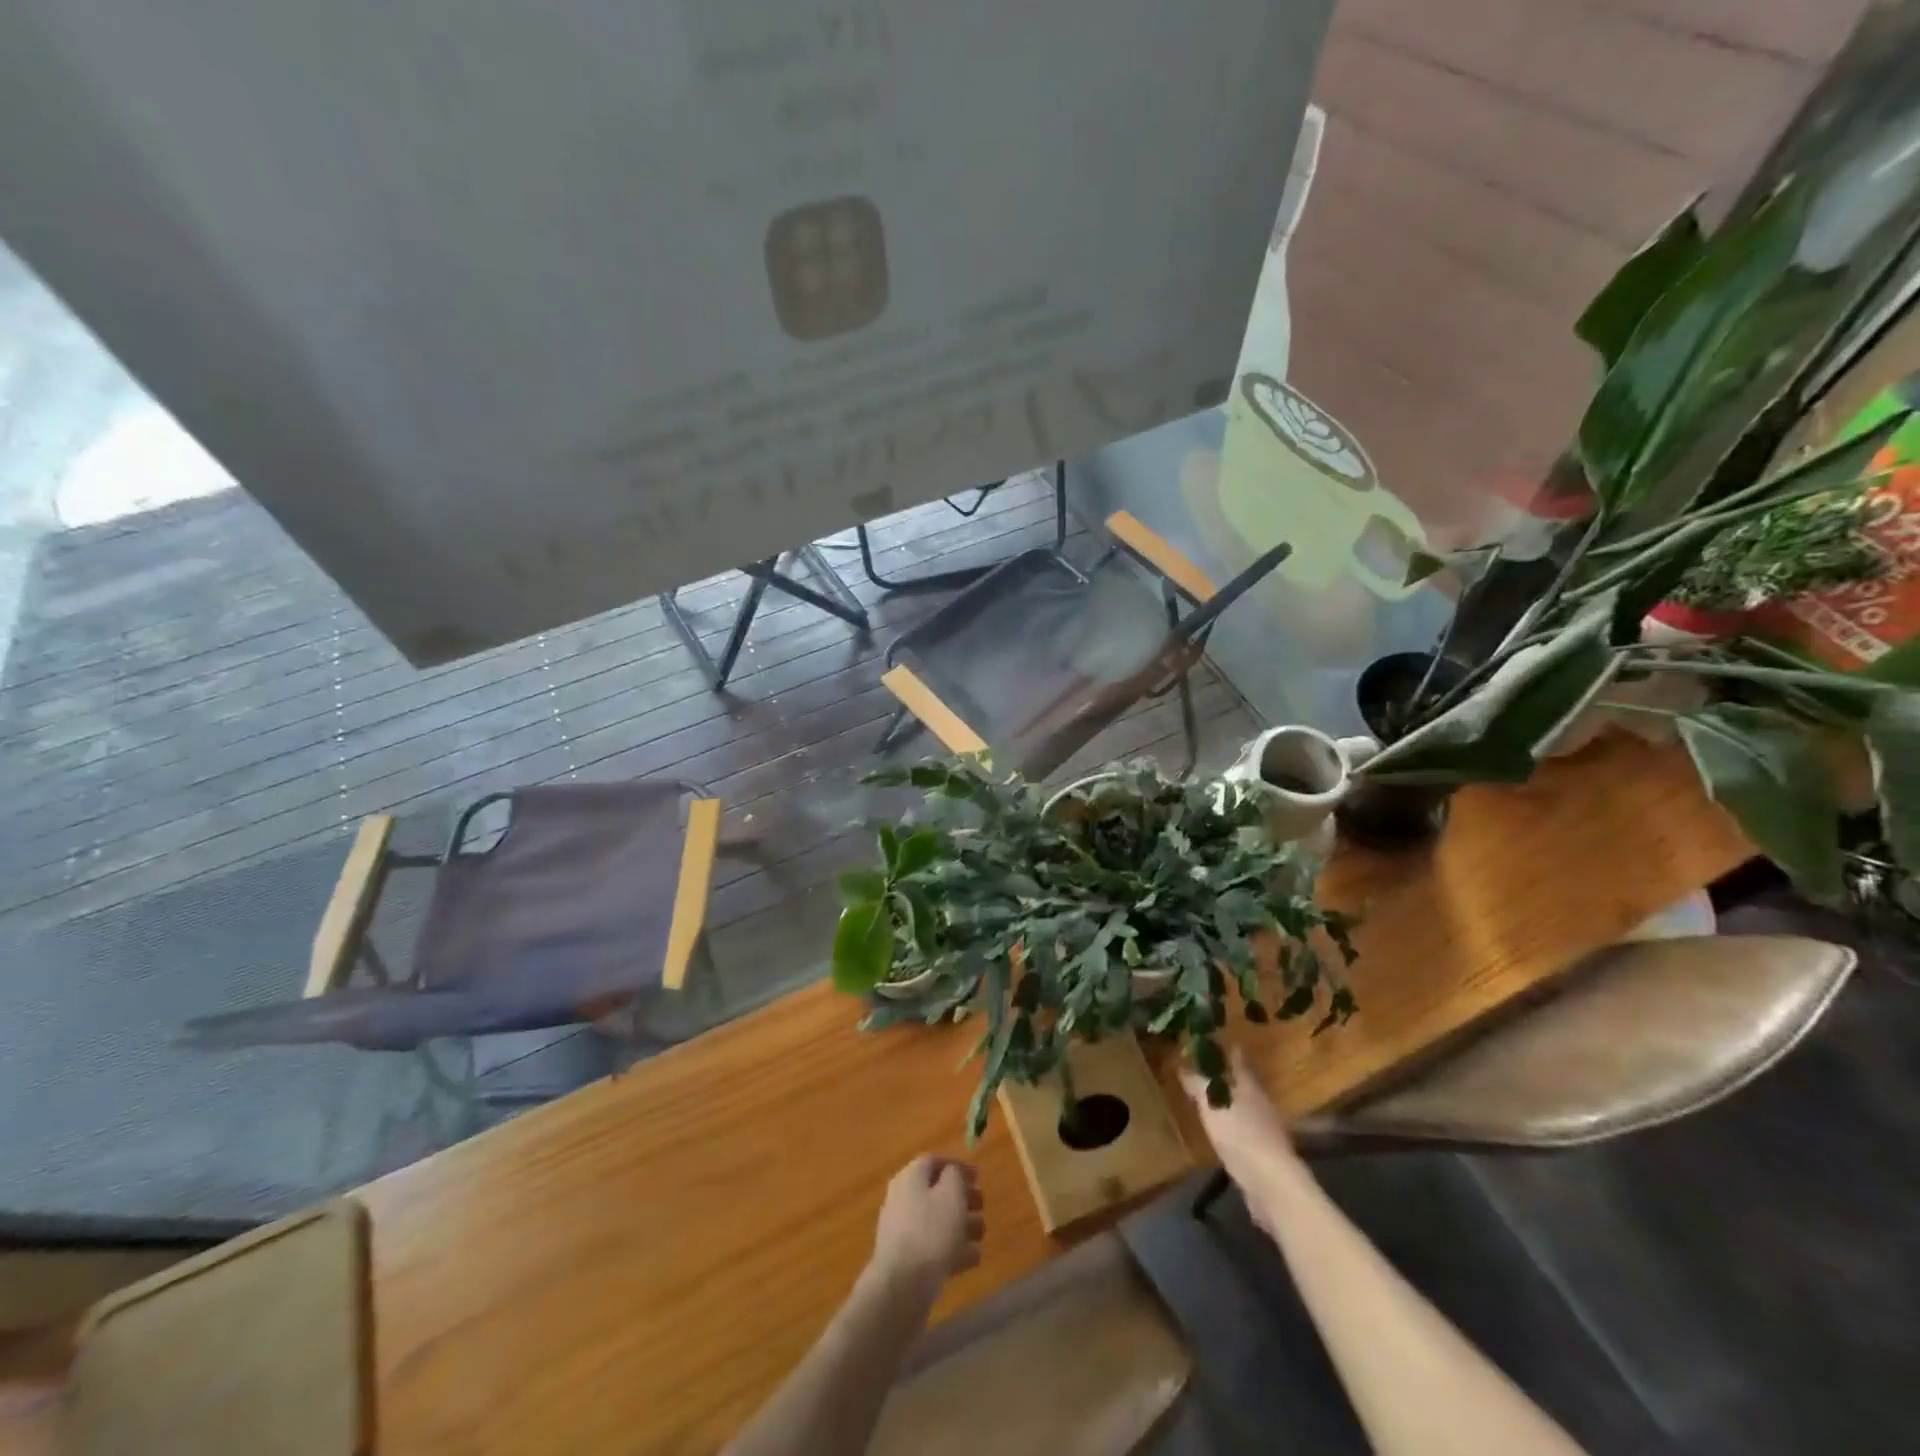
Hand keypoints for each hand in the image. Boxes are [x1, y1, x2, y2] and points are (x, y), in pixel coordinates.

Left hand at [871, 1156, 983, 1287]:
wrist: (901, 1288)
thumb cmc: (930, 1232)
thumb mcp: (951, 1194)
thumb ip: (955, 1176)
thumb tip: (952, 1173)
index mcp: (910, 1177)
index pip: (934, 1161)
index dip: (957, 1166)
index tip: (979, 1177)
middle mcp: (902, 1199)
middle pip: (935, 1191)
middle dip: (961, 1197)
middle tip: (982, 1206)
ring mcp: (902, 1232)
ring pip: (936, 1221)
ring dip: (961, 1224)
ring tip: (982, 1234)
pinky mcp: (907, 1261)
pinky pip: (933, 1247)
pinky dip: (952, 1249)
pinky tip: (973, 1258)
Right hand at [1181, 1051, 1301, 1228]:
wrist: (1271, 1185)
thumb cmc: (1240, 1135)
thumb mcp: (1212, 1105)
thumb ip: (1198, 1085)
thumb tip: (1183, 1066)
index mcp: (1250, 1086)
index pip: (1237, 1060)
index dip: (1226, 1049)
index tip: (1214, 1039)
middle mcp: (1261, 1103)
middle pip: (1243, 1083)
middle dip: (1226, 1076)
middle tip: (1204, 1069)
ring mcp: (1266, 1130)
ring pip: (1244, 1107)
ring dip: (1229, 1102)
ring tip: (1209, 1099)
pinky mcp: (1265, 1155)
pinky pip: (1244, 1131)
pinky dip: (1232, 1126)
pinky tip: (1221, 1131)